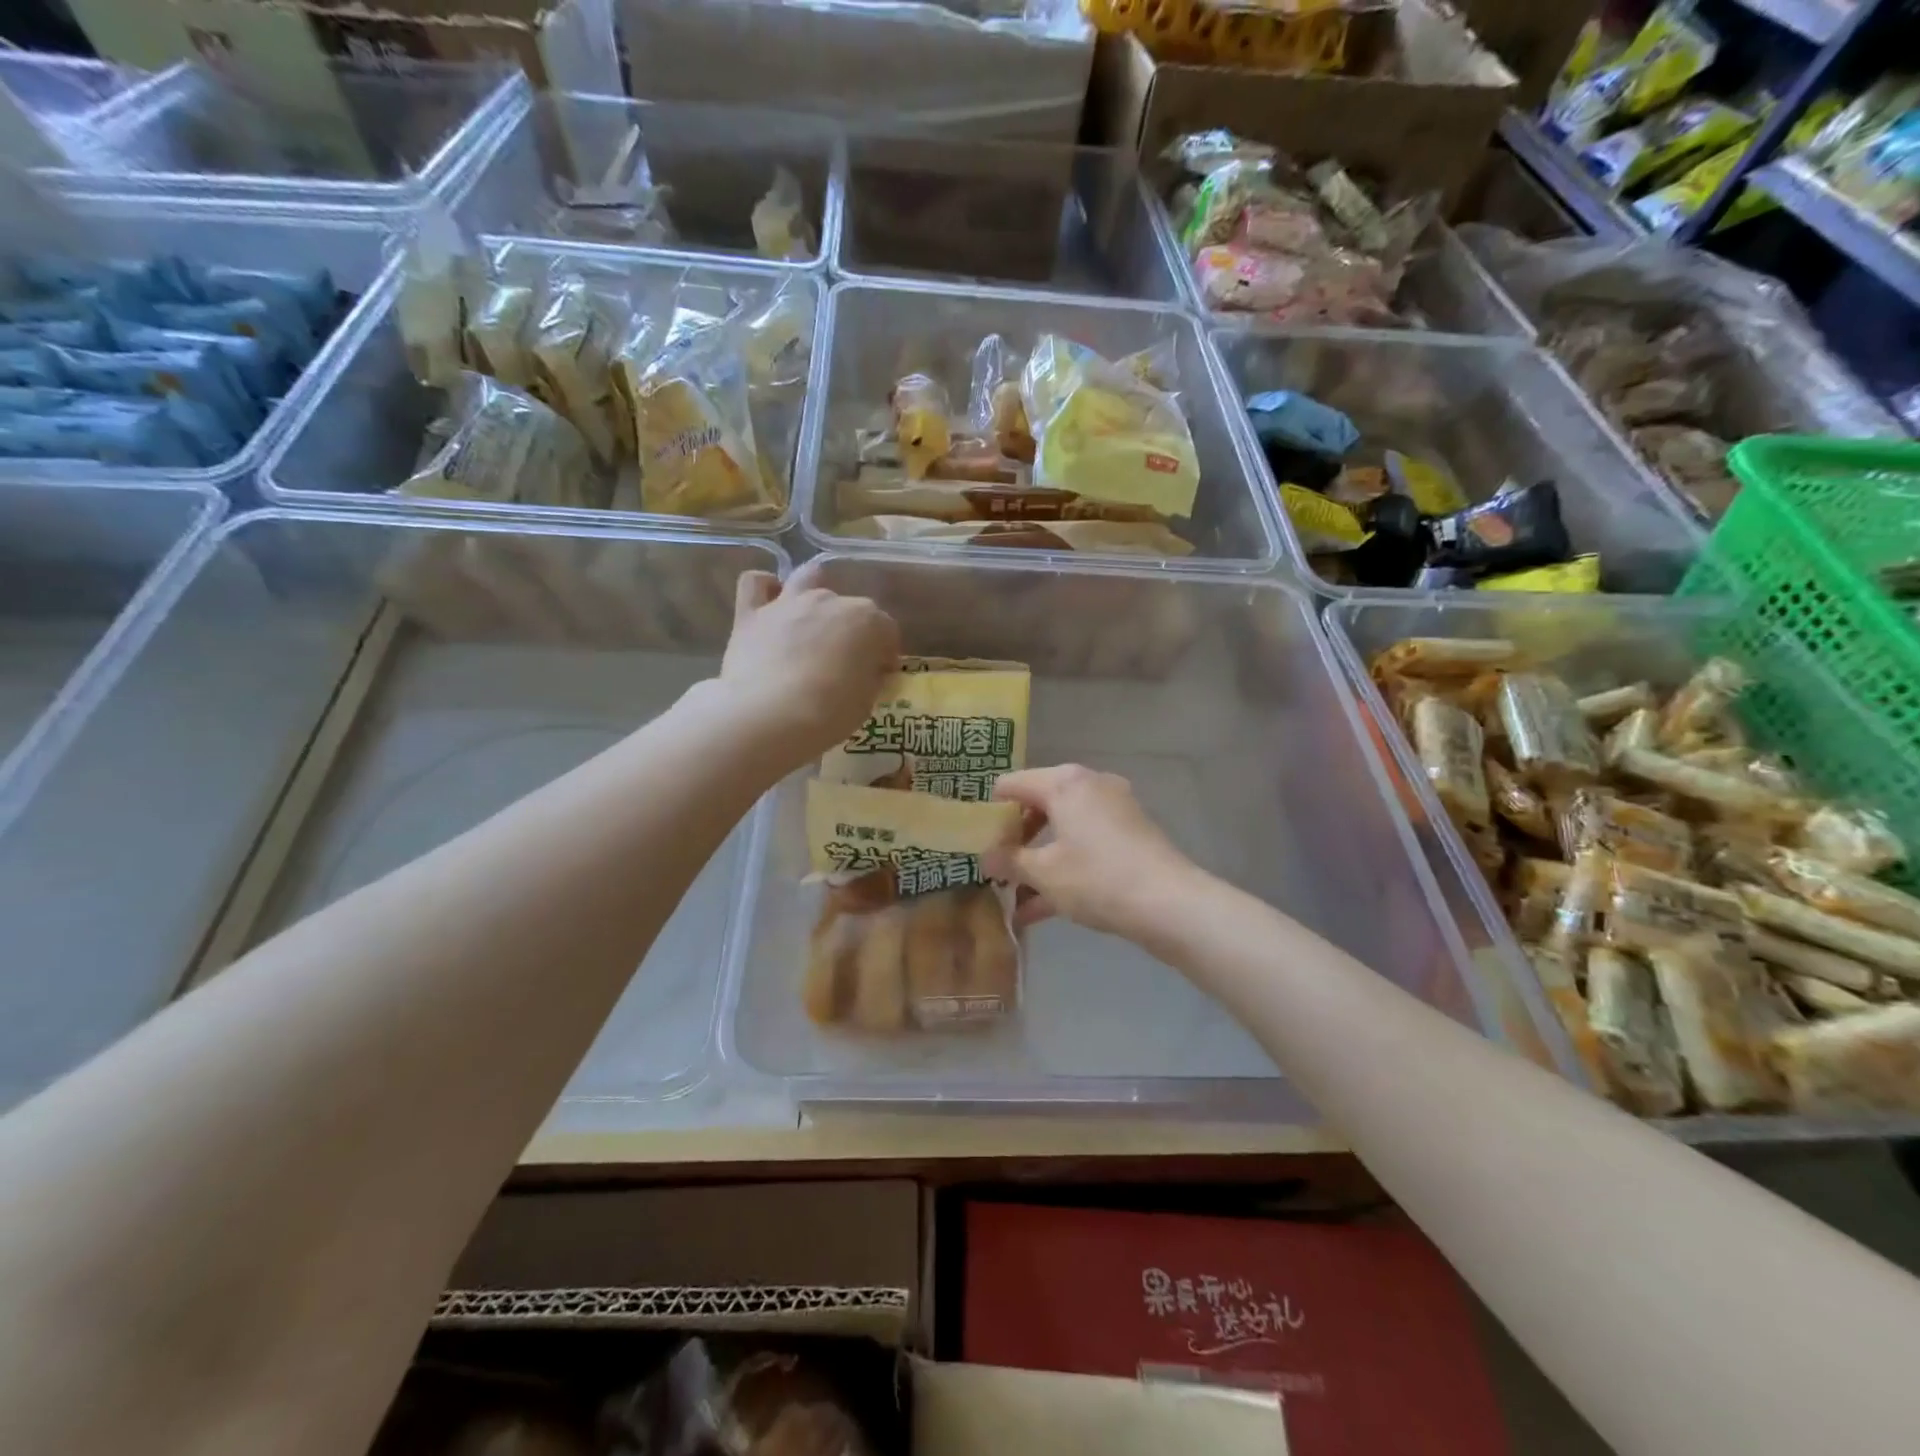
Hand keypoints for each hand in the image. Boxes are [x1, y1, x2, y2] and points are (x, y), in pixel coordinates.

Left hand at [718, 560, 900, 765]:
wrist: (769, 716)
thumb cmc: (829, 713)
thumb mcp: (866, 701)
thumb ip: (869, 678)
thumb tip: (866, 671)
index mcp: (868, 621)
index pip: (887, 631)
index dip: (885, 654)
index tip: (880, 674)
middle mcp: (830, 601)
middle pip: (848, 608)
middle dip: (850, 630)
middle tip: (843, 661)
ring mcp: (788, 603)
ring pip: (807, 578)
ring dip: (813, 593)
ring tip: (811, 621)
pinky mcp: (751, 614)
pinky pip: (755, 583)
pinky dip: (764, 589)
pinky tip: (769, 607)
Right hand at [985, 765, 1203, 940]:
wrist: (1170, 904)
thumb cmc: (1097, 878)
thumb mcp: (1044, 873)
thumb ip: (1009, 861)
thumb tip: (985, 858)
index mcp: (1064, 783)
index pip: (1011, 784)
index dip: (989, 810)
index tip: (976, 840)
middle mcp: (1090, 785)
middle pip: (1038, 804)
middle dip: (1015, 839)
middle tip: (996, 868)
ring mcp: (1114, 809)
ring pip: (1062, 829)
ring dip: (1038, 860)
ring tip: (1014, 896)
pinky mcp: (1130, 834)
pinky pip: (1085, 844)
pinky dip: (1064, 866)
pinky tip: (1041, 908)